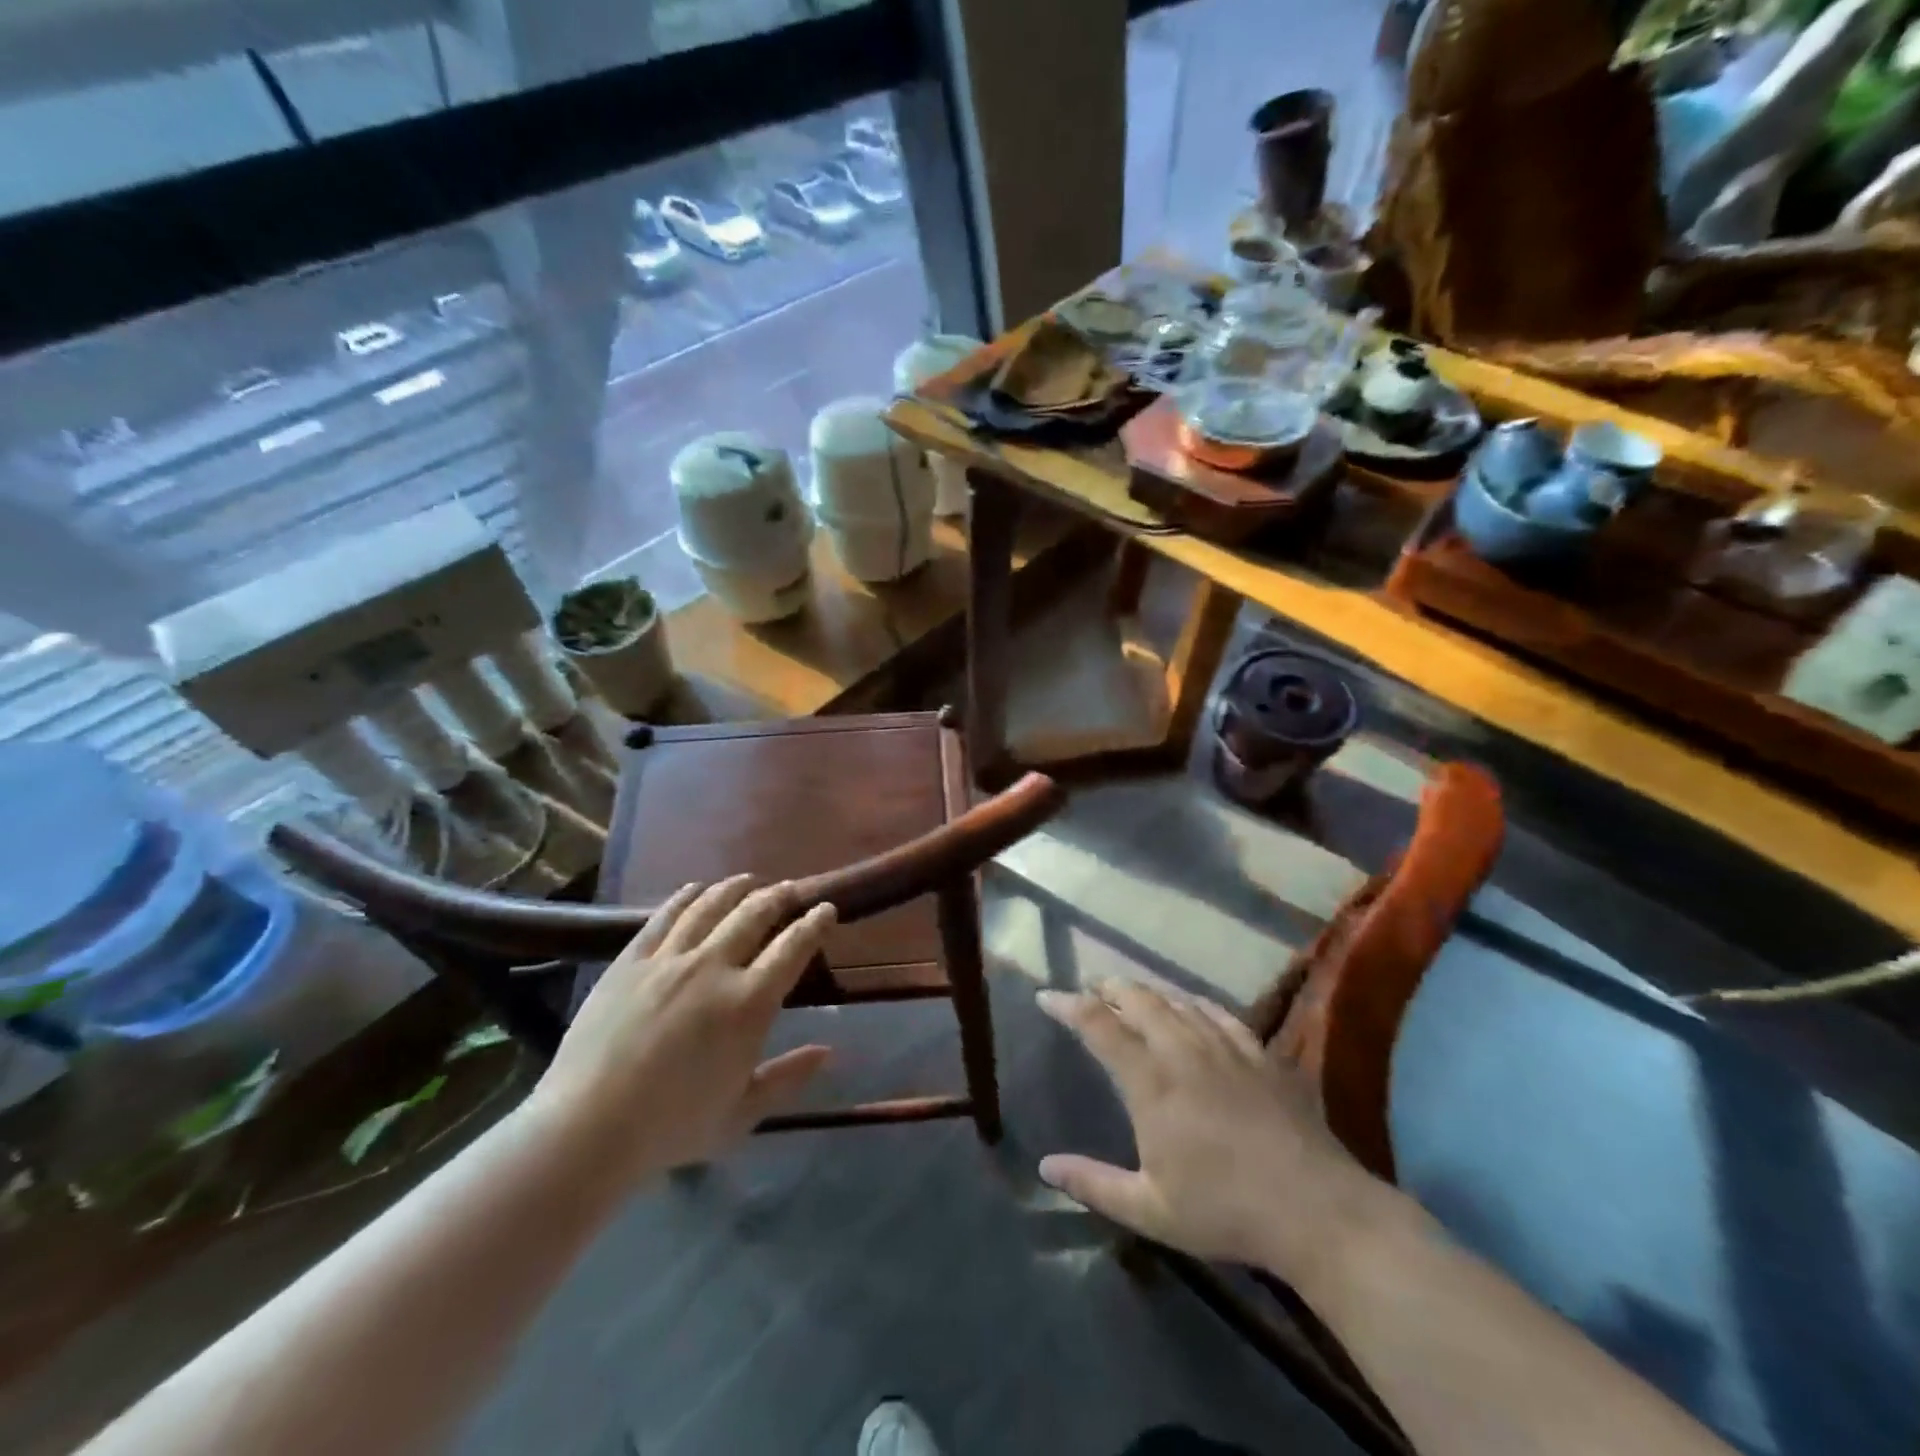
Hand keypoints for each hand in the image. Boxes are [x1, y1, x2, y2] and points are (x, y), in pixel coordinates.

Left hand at [528, 876, 836, 1188]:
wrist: (585, 1129)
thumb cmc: (671, 1128)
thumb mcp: (741, 1114)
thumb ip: (788, 1078)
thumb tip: (828, 1051)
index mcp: (748, 1003)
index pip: (793, 946)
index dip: (814, 923)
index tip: (826, 909)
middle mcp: (713, 967)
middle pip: (755, 913)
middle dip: (780, 896)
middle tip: (791, 890)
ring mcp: (668, 959)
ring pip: (711, 905)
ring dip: (736, 888)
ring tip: (749, 880)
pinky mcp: (630, 960)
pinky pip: (664, 916)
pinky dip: (687, 896)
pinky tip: (697, 889)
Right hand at [1037, 979, 1397, 1282]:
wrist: (1315, 1210)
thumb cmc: (1226, 1212)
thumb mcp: (1150, 1210)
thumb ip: (1093, 1184)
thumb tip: (1044, 1167)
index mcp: (1151, 1083)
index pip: (1099, 1026)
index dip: (1069, 1005)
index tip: (1046, 995)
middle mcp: (1183, 1051)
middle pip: (1138, 1000)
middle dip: (1108, 987)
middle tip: (1090, 987)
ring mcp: (1225, 1047)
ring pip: (1177, 1000)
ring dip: (1147, 991)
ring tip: (1130, 991)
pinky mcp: (1259, 1053)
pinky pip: (1219, 1012)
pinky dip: (1194, 1002)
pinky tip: (1191, 1003)